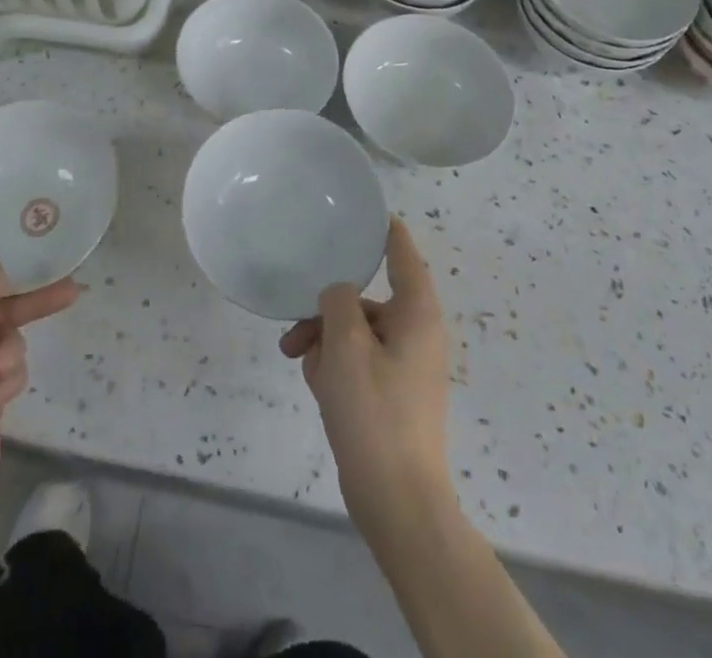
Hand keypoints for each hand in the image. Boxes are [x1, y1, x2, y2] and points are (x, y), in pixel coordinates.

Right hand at [280, 217, 452, 536]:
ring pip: (355, 331)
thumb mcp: (346, 345)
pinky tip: (316, 386)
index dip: (383, 228)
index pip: (402, 253)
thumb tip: (339, 293)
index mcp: (416, 313)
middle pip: (365, 298)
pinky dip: (335, 366)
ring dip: (324, 341)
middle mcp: (415, 332)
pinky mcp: (390, 393)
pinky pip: (357, 361)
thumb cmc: (374, 412)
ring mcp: (404, 365)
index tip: (361, 210)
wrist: (397, 501)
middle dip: (327, 310)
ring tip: (298, 363)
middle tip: (295, 328)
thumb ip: (339, 301)